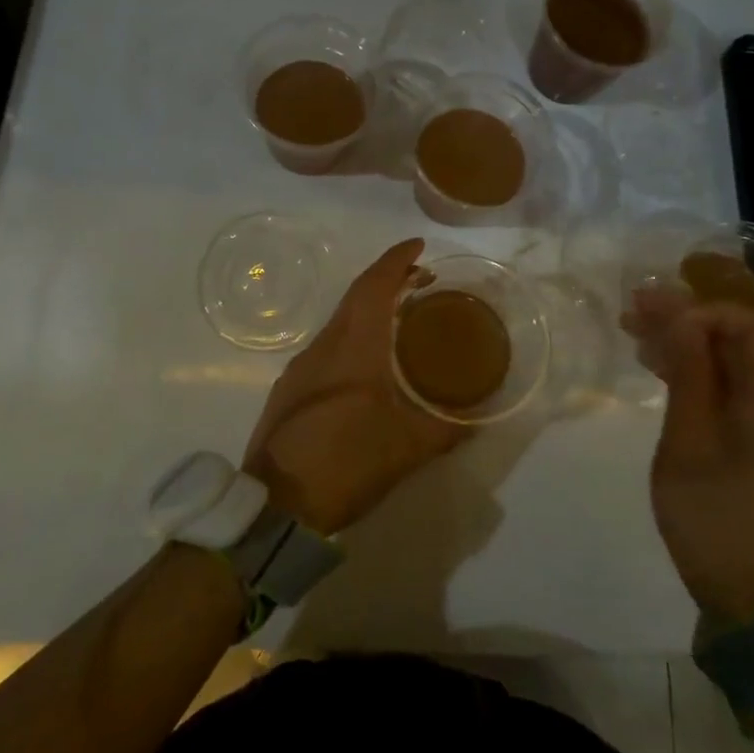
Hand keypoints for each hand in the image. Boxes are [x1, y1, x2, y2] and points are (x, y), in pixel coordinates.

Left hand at [243, 239, 465, 534]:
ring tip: (401, 320)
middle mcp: (324, 345)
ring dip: (370, 310)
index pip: (375, 285)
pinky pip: (328, 346)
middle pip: (356, 297)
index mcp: (354, 347)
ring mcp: (301, 366)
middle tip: (421, 281)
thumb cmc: (347, 463)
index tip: (418, 245)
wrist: (277, 506)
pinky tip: (368, 364)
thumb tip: (476, 421)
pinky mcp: (289, 389)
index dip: (397, 260)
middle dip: (389, 281)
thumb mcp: (407, 448)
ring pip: (340, 322)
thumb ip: (446, 429)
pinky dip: (353, 337)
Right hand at [623, 288, 753, 622]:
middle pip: (738, 337)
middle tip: (634, 310)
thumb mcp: (688, 442)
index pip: (752, 326)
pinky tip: (653, 364)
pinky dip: (690, 366)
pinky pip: (724, 383)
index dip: (705, 310)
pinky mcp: (751, 435)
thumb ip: (690, 375)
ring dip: (683, 339)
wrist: (742, 589)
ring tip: (633, 329)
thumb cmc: (710, 515)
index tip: (658, 317)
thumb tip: (684, 317)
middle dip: (687, 316)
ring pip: (727, 358)